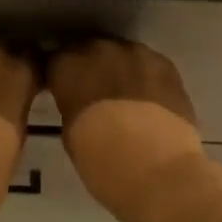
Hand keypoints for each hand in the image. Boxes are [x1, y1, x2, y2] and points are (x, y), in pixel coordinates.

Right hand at [47, 37, 214, 221]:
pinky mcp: (167, 65)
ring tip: (122, 94)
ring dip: (118, 68)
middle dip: (88, 66)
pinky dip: (144, 76)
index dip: (58, 75)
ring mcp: (137, 54)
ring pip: (121, 53)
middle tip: (91, 91)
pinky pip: (148, 64)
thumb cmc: (102, 162)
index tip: (60, 89)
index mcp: (68, 66)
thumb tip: (78, 100)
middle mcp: (101, 50)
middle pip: (88, 49)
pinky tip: (147, 98)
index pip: (54, 59)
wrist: (159, 172)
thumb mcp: (70, 133)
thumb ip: (71, 104)